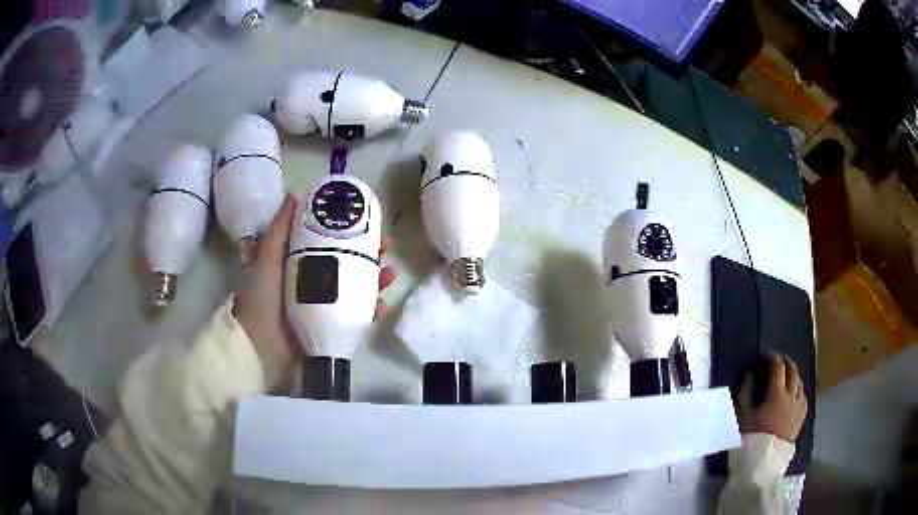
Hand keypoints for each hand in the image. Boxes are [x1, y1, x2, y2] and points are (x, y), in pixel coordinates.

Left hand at [233, 194, 395, 384]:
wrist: (260, 348)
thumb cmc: (261, 300)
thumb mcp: (268, 259)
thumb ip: (279, 230)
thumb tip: (294, 195)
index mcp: (300, 262)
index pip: (329, 241)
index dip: (349, 230)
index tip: (366, 221)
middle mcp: (315, 280)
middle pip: (348, 262)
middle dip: (370, 253)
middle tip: (386, 248)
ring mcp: (325, 304)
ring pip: (357, 288)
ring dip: (376, 279)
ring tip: (389, 275)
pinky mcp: (333, 327)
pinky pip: (357, 316)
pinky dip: (371, 311)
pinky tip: (381, 306)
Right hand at [736, 351, 807, 442]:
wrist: (762, 463)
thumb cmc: (751, 438)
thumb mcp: (743, 416)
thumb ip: (746, 392)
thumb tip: (749, 374)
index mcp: (776, 394)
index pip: (778, 367)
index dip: (772, 357)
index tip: (766, 354)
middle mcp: (791, 396)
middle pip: (793, 371)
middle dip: (786, 361)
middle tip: (778, 359)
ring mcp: (798, 407)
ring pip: (800, 383)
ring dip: (793, 374)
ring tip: (786, 375)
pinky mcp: (801, 418)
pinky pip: (804, 397)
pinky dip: (799, 389)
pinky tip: (794, 392)